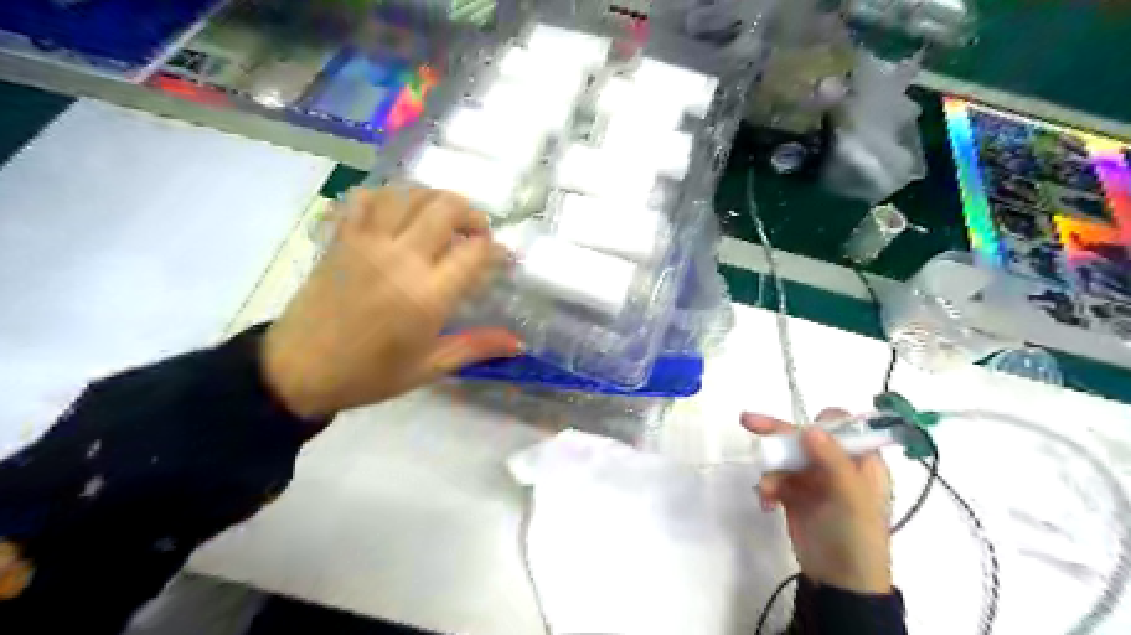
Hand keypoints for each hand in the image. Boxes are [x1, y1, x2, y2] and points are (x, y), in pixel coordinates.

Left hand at [262, 186, 519, 417]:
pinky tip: (398, 213)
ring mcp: (367, 242)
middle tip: (475, 234)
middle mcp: (401, 259)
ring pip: (409, 194)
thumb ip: (475, 347)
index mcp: (427, 296)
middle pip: (446, 208)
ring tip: (441, 221)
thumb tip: (518, 342)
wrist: (297, 371)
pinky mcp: (342, 237)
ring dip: (434, 200)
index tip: (501, 258)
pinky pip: (367, 197)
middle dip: (471, 214)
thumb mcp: (429, 367)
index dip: (495, 249)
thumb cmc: (369, 375)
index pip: (475, 251)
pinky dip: (388, 196)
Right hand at [744, 410, 891, 591]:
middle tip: (748, 421)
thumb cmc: (856, 536)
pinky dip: (768, 487)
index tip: (803, 432)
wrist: (839, 582)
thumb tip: (810, 428)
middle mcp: (836, 465)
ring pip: (785, 457)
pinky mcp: (794, 495)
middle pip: (804, 437)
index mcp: (860, 461)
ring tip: (767, 491)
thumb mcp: (851, 498)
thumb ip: (832, 460)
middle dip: (777, 432)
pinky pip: (775, 478)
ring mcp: (813, 480)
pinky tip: (766, 503)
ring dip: (771, 469)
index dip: (822, 423)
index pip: (842, 427)